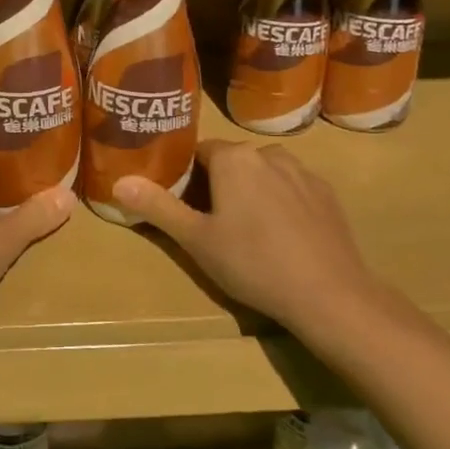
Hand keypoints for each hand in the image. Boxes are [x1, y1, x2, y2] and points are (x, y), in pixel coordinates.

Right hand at [113, 141, 373, 333]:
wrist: (330, 295)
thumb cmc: (253, 263)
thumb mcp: (196, 239)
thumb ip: (158, 206)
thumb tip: (119, 182)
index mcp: (234, 158)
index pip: (198, 153)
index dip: (186, 177)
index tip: (182, 204)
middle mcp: (268, 153)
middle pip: (231, 162)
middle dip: (218, 185)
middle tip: (211, 224)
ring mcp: (303, 172)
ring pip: (263, 174)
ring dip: (251, 192)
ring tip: (248, 232)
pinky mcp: (327, 194)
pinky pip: (292, 189)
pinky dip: (281, 203)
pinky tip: (282, 237)